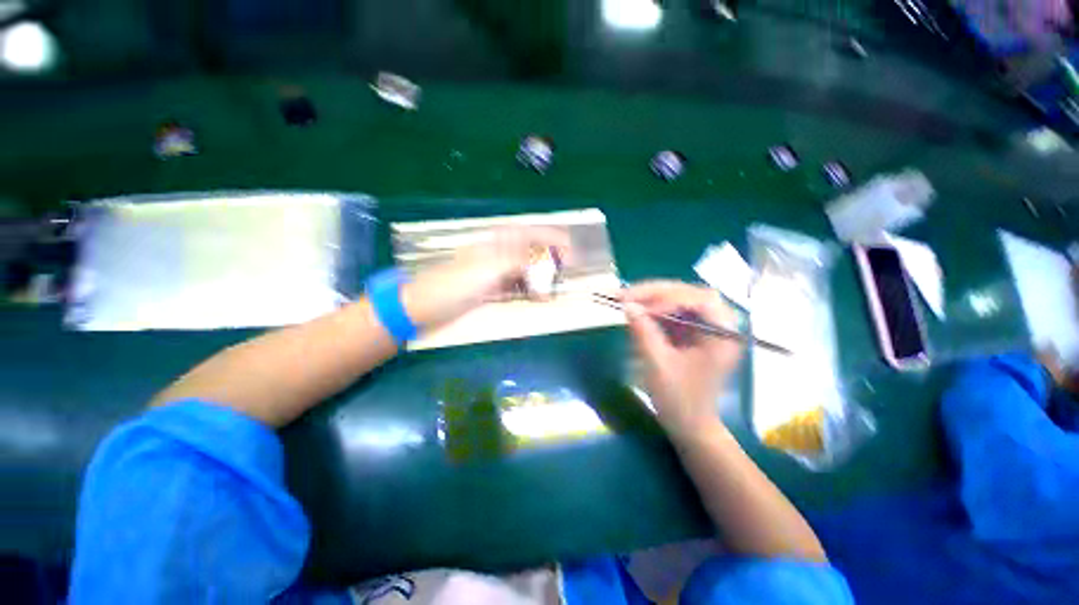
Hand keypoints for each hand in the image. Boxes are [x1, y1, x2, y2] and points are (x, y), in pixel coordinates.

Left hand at [402, 227, 570, 328]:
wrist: (422, 307)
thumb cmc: (452, 285)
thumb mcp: (487, 269)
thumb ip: (518, 260)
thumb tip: (545, 257)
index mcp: (494, 244)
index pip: (529, 234)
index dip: (551, 238)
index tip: (571, 248)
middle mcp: (496, 254)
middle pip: (529, 252)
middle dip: (550, 258)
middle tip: (568, 269)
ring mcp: (493, 273)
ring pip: (524, 270)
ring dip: (541, 277)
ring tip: (555, 286)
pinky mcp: (490, 290)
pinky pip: (515, 287)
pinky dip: (528, 292)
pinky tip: (538, 298)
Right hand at [622, 281, 742, 437]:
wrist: (689, 425)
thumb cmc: (679, 400)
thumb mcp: (658, 365)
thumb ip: (643, 332)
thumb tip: (627, 305)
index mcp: (723, 334)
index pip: (700, 299)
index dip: (668, 298)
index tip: (640, 307)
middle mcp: (719, 324)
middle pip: (688, 294)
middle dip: (655, 293)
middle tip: (625, 295)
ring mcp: (705, 327)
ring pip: (678, 299)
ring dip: (651, 297)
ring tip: (625, 298)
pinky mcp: (692, 332)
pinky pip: (672, 311)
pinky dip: (653, 308)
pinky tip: (636, 309)